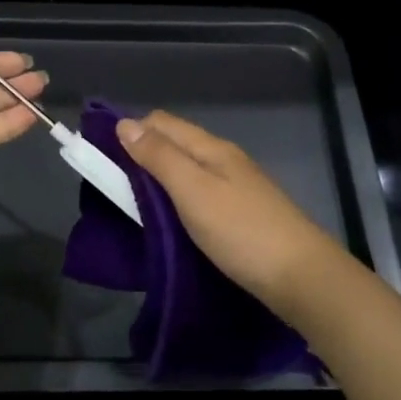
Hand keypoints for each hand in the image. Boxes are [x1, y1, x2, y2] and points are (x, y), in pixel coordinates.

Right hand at [115, 110, 346, 322]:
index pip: (160, 122)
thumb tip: (125, 124)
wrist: (301, 277)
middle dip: (140, 156)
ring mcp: (235, 187)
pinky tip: (167, 220)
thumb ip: (160, 157)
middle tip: (109, 187)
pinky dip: (175, 200)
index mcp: (211, 148)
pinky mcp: (240, 214)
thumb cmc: (241, 231)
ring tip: (131, 205)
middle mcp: (223, 160)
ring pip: (185, 170)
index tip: (99, 157)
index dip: (128, 131)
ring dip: (157, 181)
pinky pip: (198, 194)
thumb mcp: (193, 191)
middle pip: (173, 144)